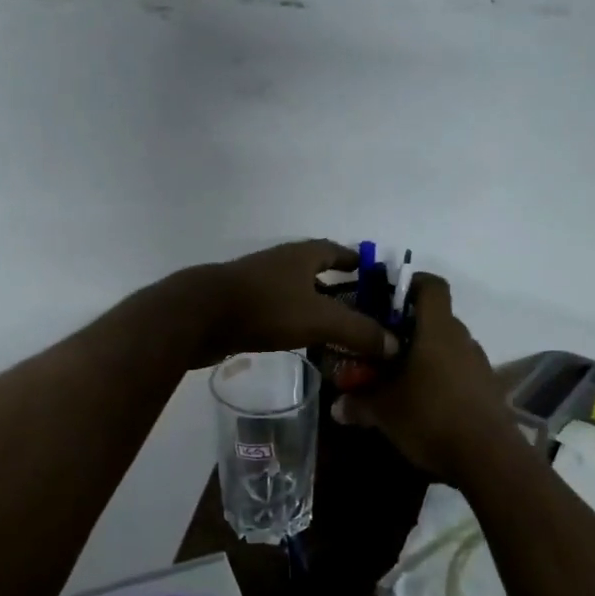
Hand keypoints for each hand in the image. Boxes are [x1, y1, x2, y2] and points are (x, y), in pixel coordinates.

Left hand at [185, 240, 398, 368]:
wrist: (199, 316)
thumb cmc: (266, 307)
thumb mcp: (320, 319)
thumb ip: (358, 331)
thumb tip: (394, 345)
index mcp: (302, 255)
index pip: (336, 250)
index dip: (354, 259)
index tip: (371, 274)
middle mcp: (280, 262)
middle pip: (314, 270)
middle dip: (336, 286)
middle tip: (359, 308)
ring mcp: (257, 283)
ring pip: (294, 291)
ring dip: (313, 305)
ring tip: (334, 328)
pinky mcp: (240, 306)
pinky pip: (275, 310)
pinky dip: (291, 320)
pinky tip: (298, 339)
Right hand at [331, 274, 514, 483]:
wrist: (489, 459)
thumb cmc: (431, 418)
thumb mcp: (385, 412)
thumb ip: (359, 403)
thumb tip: (337, 406)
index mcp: (438, 330)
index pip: (431, 285)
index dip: (410, 283)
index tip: (387, 296)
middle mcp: (462, 339)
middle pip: (435, 319)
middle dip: (407, 330)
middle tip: (381, 349)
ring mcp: (479, 364)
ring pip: (447, 348)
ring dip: (424, 357)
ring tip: (399, 381)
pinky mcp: (488, 390)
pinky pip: (459, 372)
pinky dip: (440, 379)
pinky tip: (424, 405)